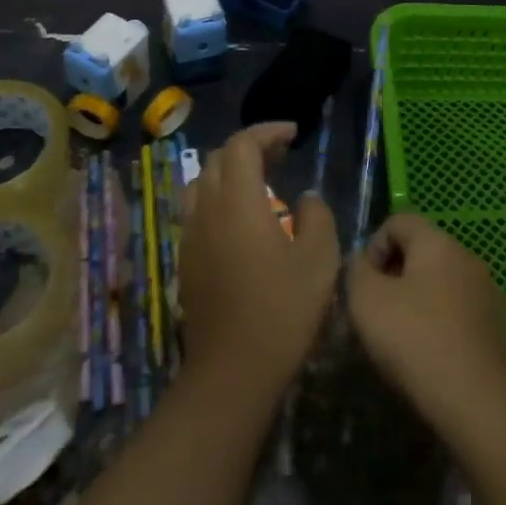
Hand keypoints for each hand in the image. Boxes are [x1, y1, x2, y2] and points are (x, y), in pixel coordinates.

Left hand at [178, 122, 339, 392]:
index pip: (242, 145)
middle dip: (250, 147)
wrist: (231, 373)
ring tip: (260, 182)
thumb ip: (317, 217)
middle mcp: (207, 210)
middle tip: (281, 154)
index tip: (293, 133)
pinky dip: (219, 197)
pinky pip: (197, 209)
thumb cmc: (282, 312)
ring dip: (230, 171)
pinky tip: (242, 220)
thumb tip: (306, 198)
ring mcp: (191, 235)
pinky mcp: (186, 260)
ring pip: (202, 182)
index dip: (267, 131)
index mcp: (239, 202)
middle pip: (219, 158)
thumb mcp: (319, 261)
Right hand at [347, 213, 505, 429]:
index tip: (365, 285)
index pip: (398, 221)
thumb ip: (356, 270)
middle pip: (422, 252)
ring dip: (419, 302)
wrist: (478, 404)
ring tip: (403, 340)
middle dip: (395, 276)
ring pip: (442, 284)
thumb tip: (363, 263)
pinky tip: (431, 358)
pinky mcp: (500, 329)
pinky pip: (460, 314)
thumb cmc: (415, 340)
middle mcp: (468, 257)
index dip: (374, 247)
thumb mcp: (365, 300)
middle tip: (379, 314)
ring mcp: (489, 293)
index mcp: (438, 242)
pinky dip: (442, 325)